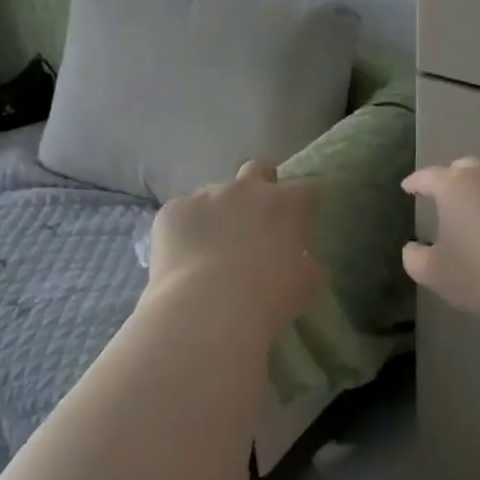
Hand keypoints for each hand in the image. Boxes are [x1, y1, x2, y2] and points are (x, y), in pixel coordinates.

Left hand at [148, 162, 321, 334]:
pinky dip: (184, 230)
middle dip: (258, 187)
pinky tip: (182, 259)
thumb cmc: (267, 298)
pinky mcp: (174, 209)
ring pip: (214, 194)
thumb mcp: (306, 282)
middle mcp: (247, 188)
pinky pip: (182, 214)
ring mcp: (207, 195)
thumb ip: (305, 259)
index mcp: (286, 203)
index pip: (305, 190)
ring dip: (218, 213)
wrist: (207, 309)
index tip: (296, 226)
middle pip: (257, 170)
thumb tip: (299, 255)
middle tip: (253, 219)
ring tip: (210, 250)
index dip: (301, 207)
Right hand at [402, 159, 479, 318]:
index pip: (429, 176)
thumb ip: (416, 258)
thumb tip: (412, 249)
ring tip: (478, 218)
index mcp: (455, 186)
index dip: (416, 182)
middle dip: (452, 179)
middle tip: (444, 195)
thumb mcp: (435, 272)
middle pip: (466, 169)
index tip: (407, 187)